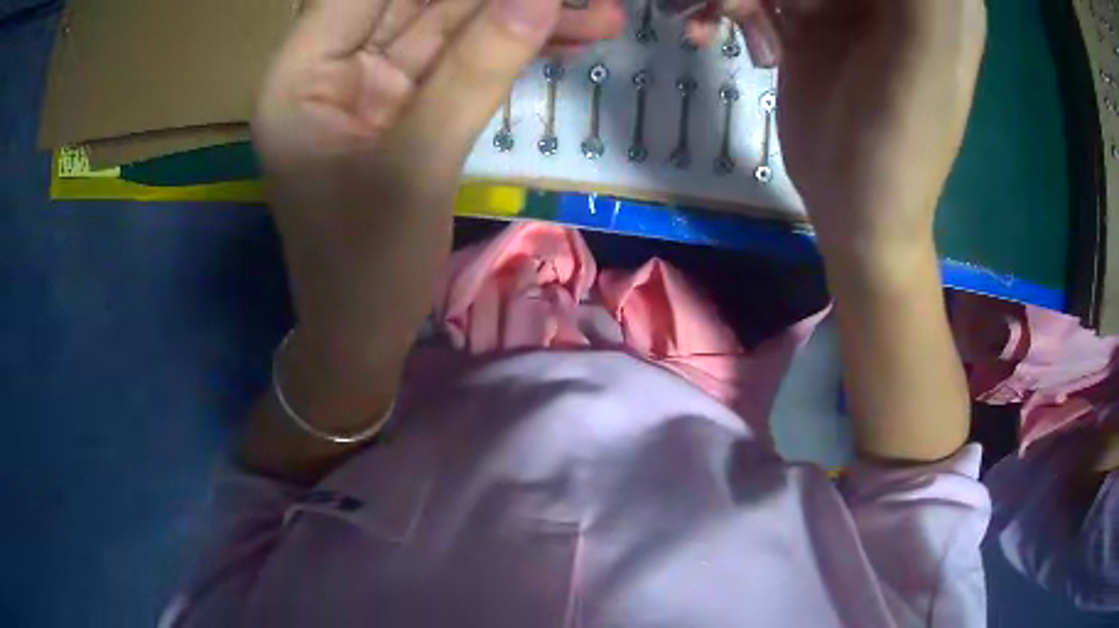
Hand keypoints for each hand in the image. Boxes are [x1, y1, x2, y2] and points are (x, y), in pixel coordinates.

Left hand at [253, 0, 566, 365]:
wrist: (365, 337)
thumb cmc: (366, 268)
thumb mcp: (417, 166)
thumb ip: (475, 70)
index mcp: (301, 74)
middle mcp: (332, 67)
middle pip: (416, 1)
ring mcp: (371, 85)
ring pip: (451, 26)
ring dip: (522, 18)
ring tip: (599, 11)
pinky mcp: (406, 107)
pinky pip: (463, 62)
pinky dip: (515, 51)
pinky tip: (575, 37)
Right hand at [723, 0, 986, 266]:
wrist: (855, 211)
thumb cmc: (898, 148)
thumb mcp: (922, 63)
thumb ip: (925, 5)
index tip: (811, 3)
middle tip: (744, 4)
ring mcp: (850, 1)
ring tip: (729, 15)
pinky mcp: (812, 17)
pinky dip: (735, 0)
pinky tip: (721, 25)